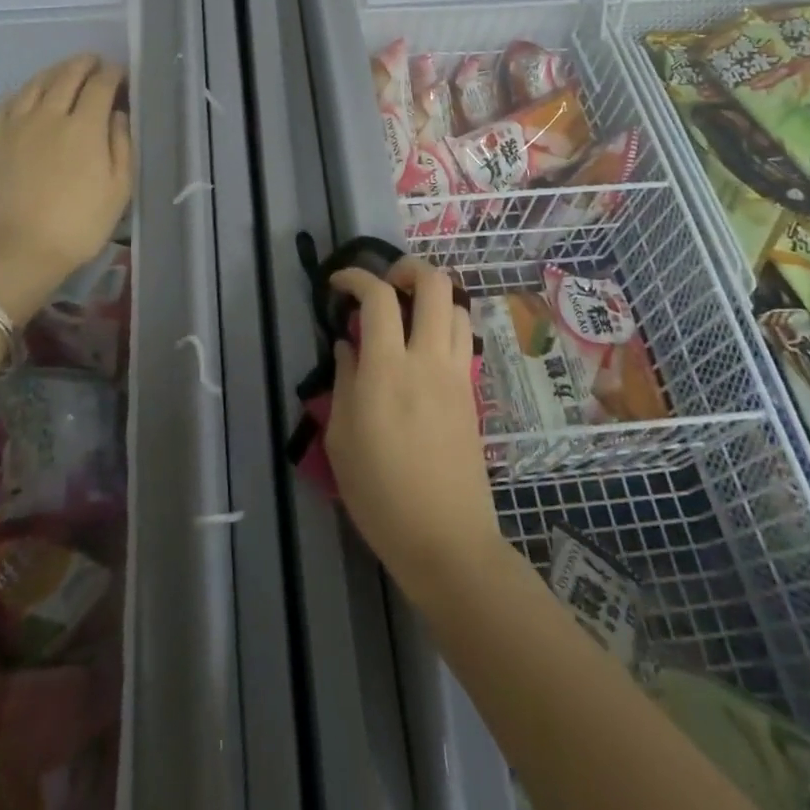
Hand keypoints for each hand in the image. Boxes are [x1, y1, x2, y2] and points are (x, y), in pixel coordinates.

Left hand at [0, 55, 131, 295]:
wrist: (17, 249)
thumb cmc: (78, 224)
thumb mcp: (118, 189)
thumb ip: (122, 145)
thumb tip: (118, 114)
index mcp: (85, 127)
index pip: (101, 85)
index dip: (113, 74)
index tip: (120, 73)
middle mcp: (50, 114)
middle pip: (68, 75)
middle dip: (85, 64)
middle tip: (94, 62)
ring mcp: (16, 123)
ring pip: (37, 83)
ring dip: (55, 71)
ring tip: (66, 70)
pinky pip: (10, 101)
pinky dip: (26, 89)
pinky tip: (31, 93)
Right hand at [324, 258, 504, 603]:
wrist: (446, 540)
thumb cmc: (381, 495)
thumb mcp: (342, 439)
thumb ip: (344, 381)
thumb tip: (348, 344)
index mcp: (387, 369)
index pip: (378, 297)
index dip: (356, 277)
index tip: (339, 283)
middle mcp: (427, 359)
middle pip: (433, 283)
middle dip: (408, 268)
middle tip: (385, 283)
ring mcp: (456, 373)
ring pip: (456, 305)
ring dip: (431, 295)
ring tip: (407, 312)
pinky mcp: (471, 391)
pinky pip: (462, 337)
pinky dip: (443, 324)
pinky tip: (423, 347)